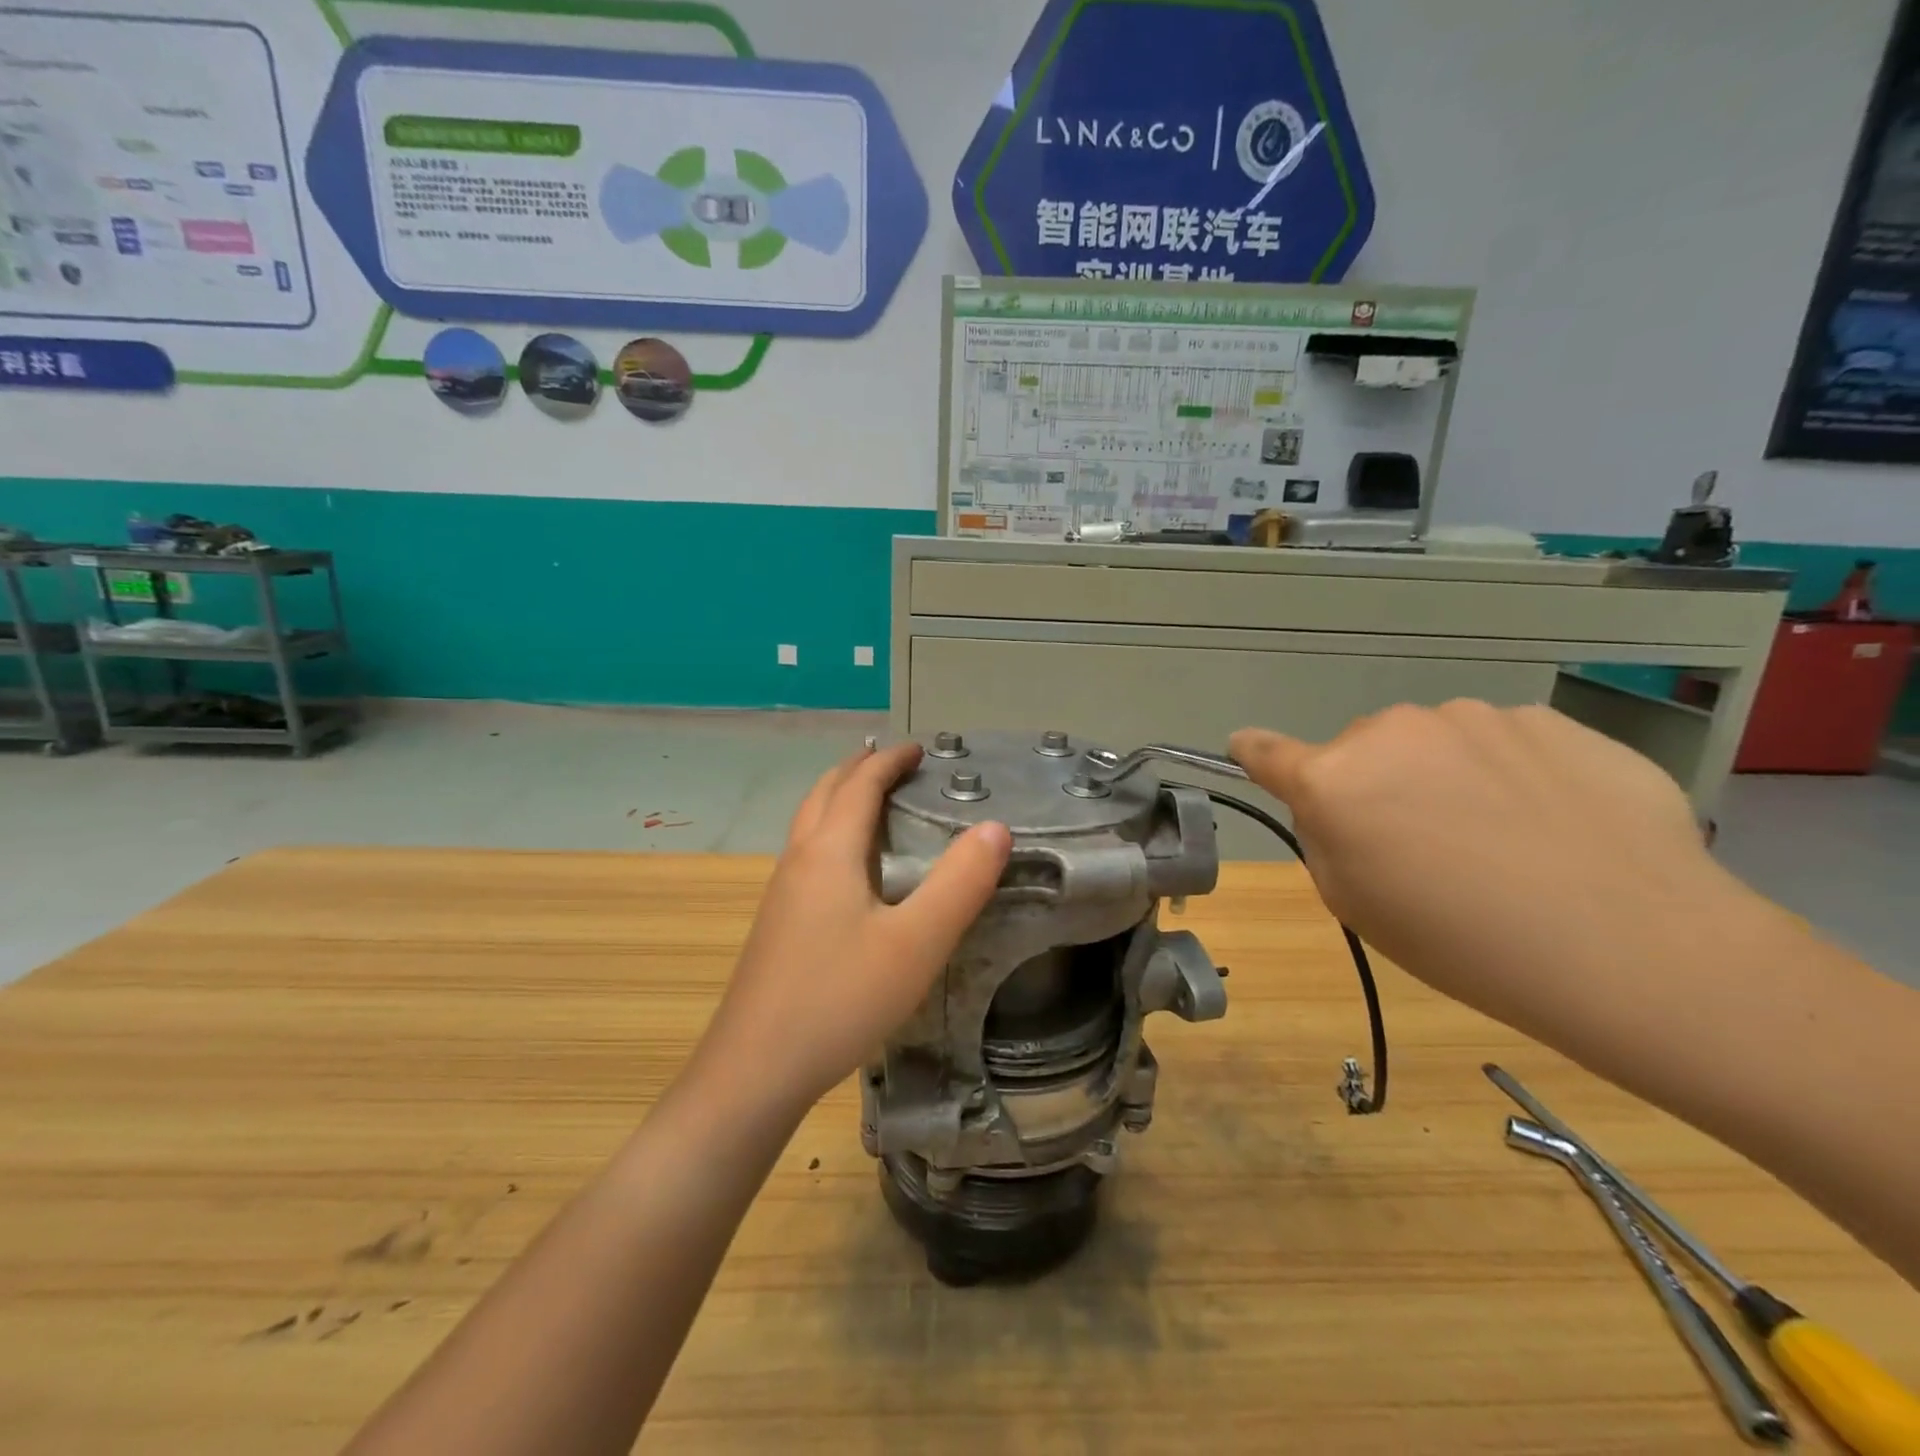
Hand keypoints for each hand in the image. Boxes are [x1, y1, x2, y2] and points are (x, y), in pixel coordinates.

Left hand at [698, 741, 1011, 1106]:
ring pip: (809, 822)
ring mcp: (781, 893)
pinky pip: (806, 853)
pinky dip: (831, 831)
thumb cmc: (840, 999)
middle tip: (894, 763)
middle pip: (825, 793)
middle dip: (859, 769)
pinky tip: (847, 869)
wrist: (755, 1069)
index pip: (860, 785)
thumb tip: (995, 827)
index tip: (919, 748)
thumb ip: (960, 884)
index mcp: (830, 852)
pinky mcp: (777, 924)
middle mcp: (800, 860)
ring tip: (871, 801)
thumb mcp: (916, 944)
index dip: (890, 760)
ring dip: (840, 798)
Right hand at [1230, 703, 1742, 1025]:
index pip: (1265, 752)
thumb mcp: (1356, 905)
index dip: (1253, 754)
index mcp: (1333, 780)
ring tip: (1504, 838)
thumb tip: (1337, 804)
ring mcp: (1473, 716)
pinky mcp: (1547, 719)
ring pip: (1434, 742)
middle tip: (1425, 846)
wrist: (1633, 945)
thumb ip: (1326, 839)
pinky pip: (1502, 743)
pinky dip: (1510, 773)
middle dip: (1377, 786)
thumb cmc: (1463, 942)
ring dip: (1445, 775)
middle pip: (1362, 752)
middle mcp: (1391, 731)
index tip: (1247, 751)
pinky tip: (1555, 823)